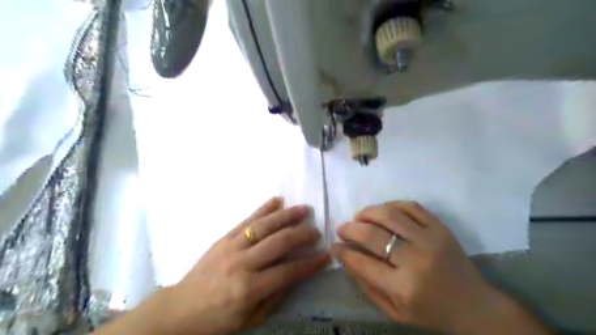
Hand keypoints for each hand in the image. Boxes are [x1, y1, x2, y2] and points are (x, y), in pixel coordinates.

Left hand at [162, 197, 327, 334]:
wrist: (181, 309)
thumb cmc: (218, 319)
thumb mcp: (251, 319)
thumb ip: (275, 296)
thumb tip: (295, 273)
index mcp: (249, 289)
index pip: (288, 272)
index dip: (309, 263)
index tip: (325, 255)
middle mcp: (242, 264)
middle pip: (278, 243)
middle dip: (301, 235)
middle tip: (316, 231)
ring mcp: (231, 247)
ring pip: (264, 226)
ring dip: (286, 215)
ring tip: (303, 209)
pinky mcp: (224, 238)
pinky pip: (246, 220)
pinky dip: (263, 209)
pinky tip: (277, 200)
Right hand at [331, 200, 549, 333]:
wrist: (474, 306)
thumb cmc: (430, 312)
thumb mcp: (393, 312)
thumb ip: (366, 286)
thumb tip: (346, 258)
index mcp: (403, 287)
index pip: (362, 262)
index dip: (343, 251)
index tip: (333, 245)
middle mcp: (415, 260)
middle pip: (373, 235)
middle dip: (350, 229)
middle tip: (341, 228)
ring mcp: (430, 239)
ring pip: (389, 214)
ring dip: (367, 212)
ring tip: (358, 217)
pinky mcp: (440, 227)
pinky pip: (411, 206)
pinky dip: (391, 205)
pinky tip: (383, 211)